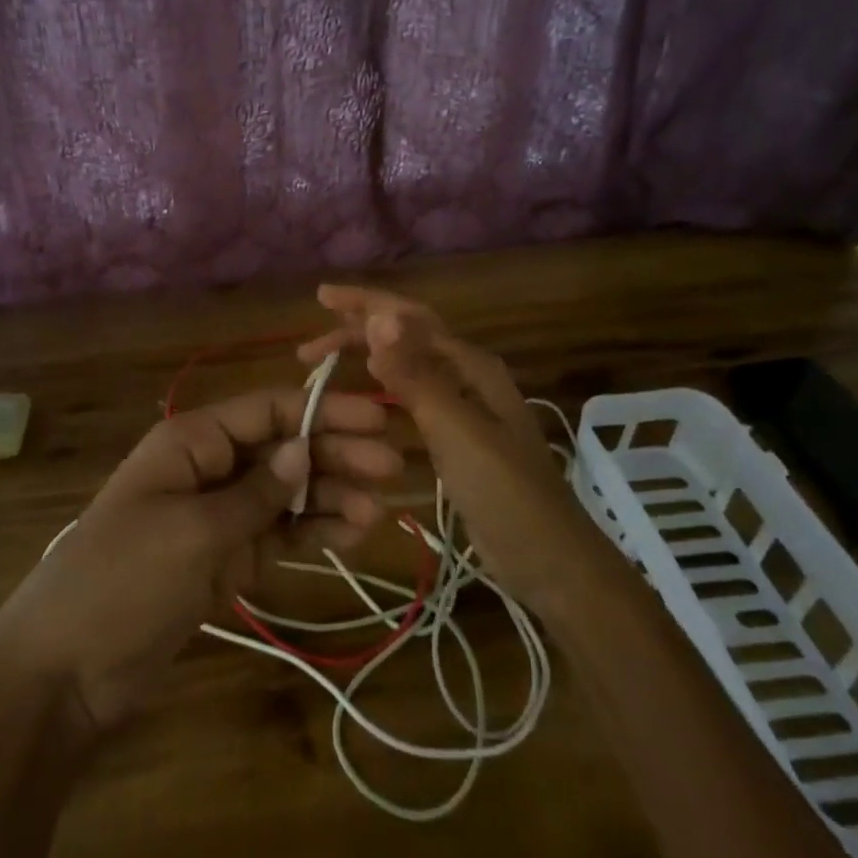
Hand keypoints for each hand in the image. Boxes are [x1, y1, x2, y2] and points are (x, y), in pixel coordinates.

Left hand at [0, 389, 402, 732]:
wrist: (67, 668)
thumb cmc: (123, 580)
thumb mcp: (192, 532)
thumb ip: (254, 493)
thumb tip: (304, 449)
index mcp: (193, 441)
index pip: (267, 410)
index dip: (322, 410)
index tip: (376, 419)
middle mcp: (211, 467)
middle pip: (284, 448)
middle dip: (336, 453)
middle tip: (393, 467)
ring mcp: (220, 515)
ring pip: (288, 493)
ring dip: (333, 495)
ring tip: (380, 509)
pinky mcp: (228, 558)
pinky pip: (279, 534)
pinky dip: (314, 530)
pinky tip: (351, 532)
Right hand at [298, 286, 579, 606]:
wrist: (550, 561)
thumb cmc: (505, 493)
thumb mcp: (457, 431)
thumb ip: (416, 375)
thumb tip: (380, 317)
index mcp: (471, 365)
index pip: (409, 318)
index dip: (365, 303)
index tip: (321, 297)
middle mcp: (466, 375)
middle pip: (405, 336)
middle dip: (357, 329)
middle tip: (308, 345)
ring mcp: (461, 406)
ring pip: (404, 365)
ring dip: (365, 356)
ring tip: (322, 361)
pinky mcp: (454, 435)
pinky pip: (409, 396)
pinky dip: (380, 388)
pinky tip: (360, 397)